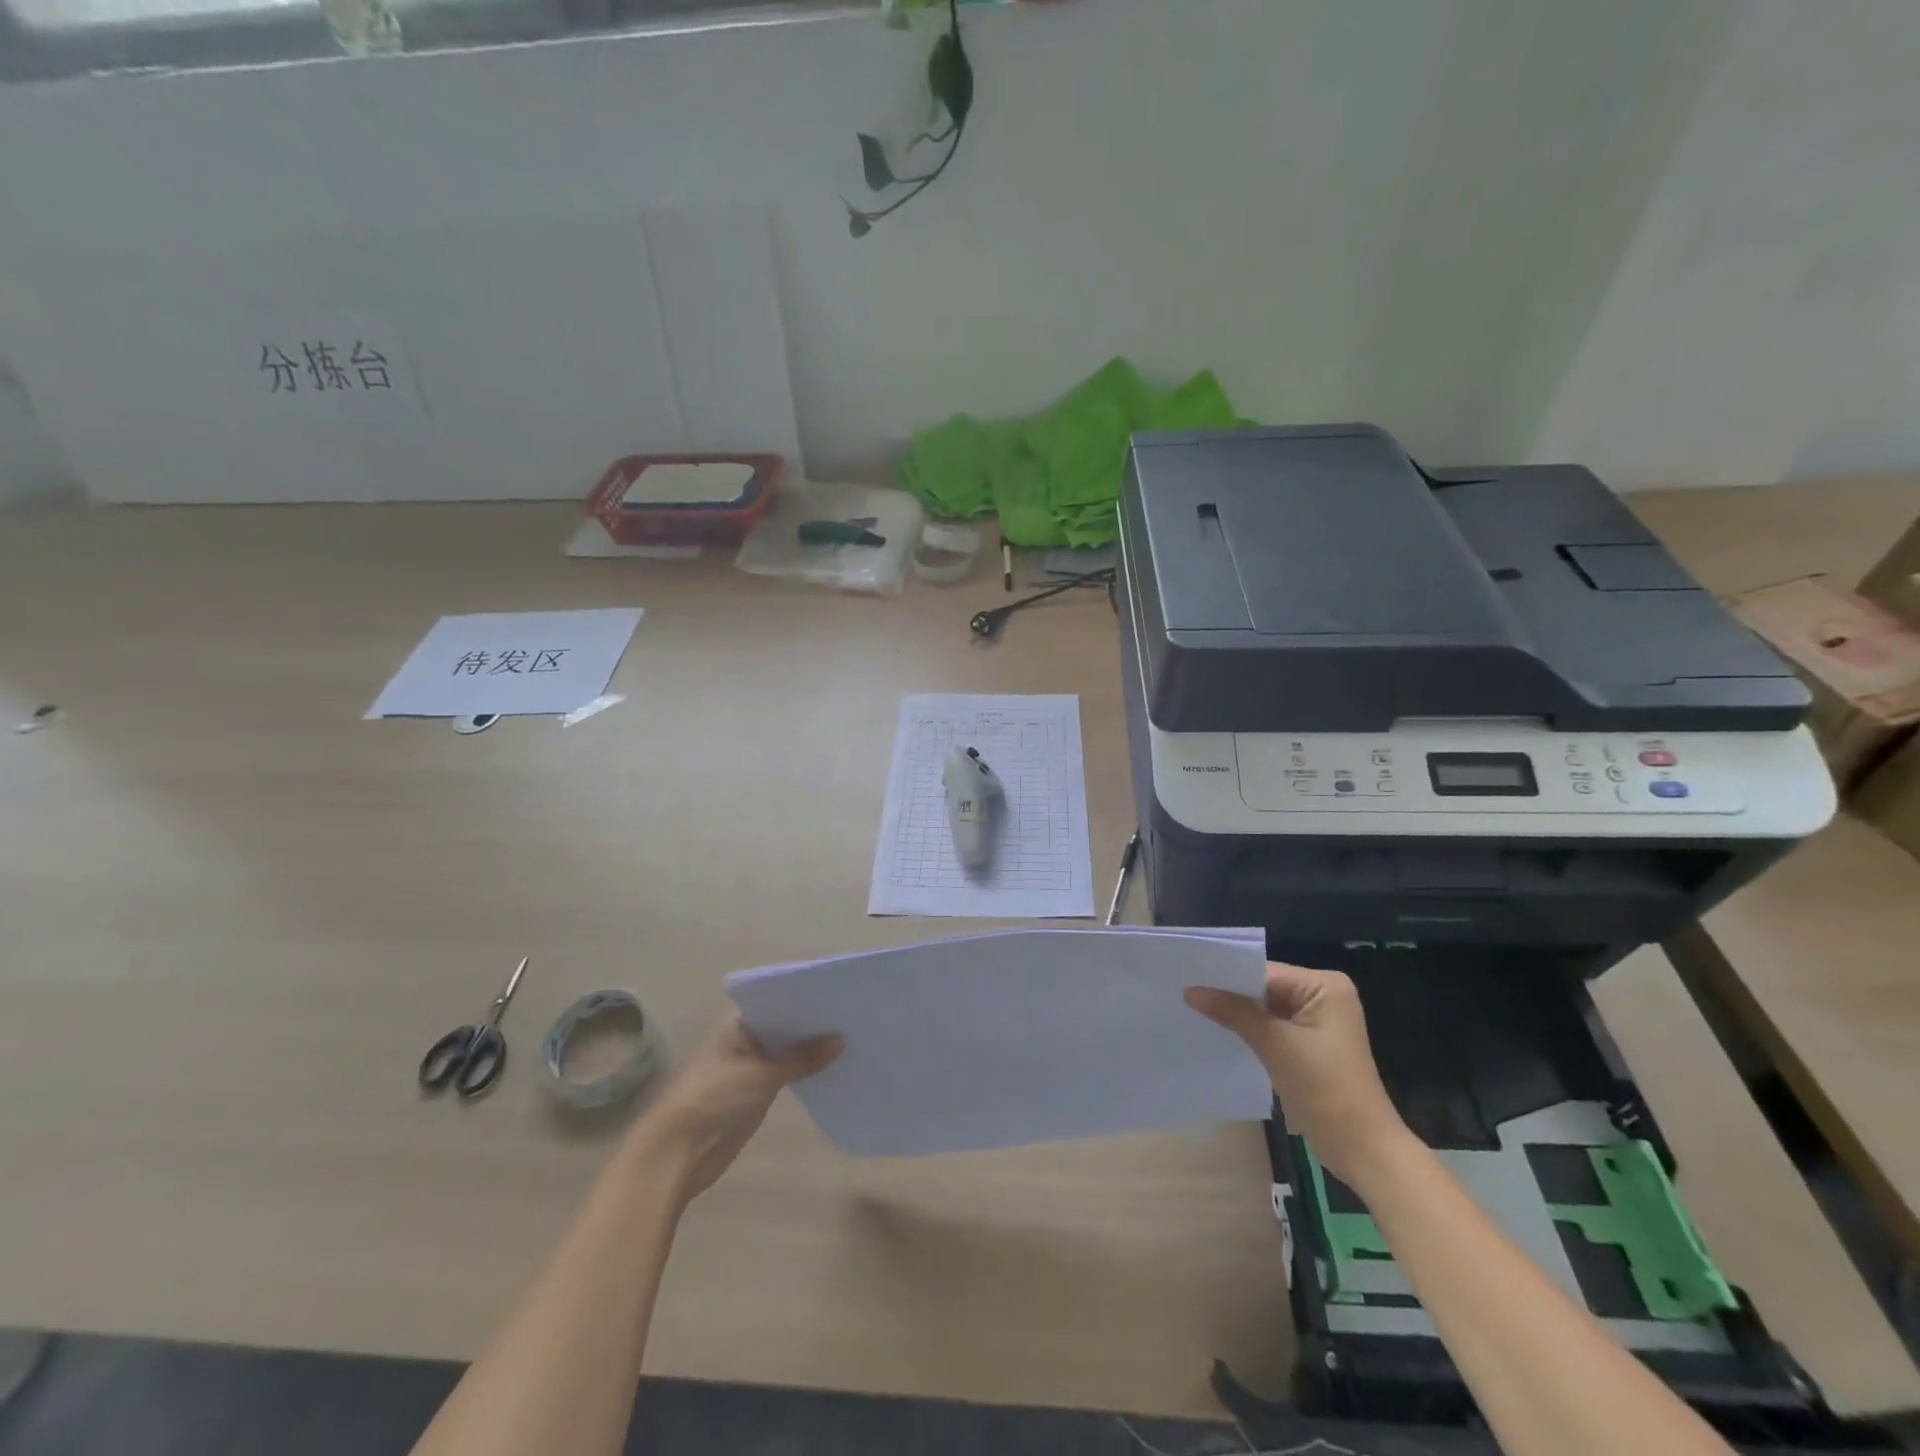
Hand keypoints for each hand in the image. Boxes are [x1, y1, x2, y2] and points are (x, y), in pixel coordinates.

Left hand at [636, 1014, 841, 1202]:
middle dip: (812, 1022)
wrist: (678, 1153)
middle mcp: (744, 1037)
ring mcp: (749, 1064)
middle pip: (783, 1023)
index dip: (805, 995)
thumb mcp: (762, 1075)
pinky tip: (833, 1065)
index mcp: (738, 1022)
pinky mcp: (754, 1090)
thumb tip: (841, 1040)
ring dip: (810, 1047)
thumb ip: (802, 1058)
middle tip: (852, 1012)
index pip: (777, 998)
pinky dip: (804, 1069)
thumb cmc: (714, 1099)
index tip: (838, 991)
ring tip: (851, 1035)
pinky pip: (785, 1072)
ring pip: (786, 1049)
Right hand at [1186, 962, 1409, 1184]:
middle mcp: (1324, 995)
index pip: (1265, 972)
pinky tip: (1220, 1033)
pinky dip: (1250, 1031)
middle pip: (1264, 988)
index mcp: (1325, 985)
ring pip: (1265, 1008)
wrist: (1362, 1149)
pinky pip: (1272, 1027)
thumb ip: (1233, 1012)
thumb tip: (1190, 990)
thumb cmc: (1325, 1088)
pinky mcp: (1310, 1045)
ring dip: (1237, 1014)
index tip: (1188, 978)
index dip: (1228, 977)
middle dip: (1230, 995)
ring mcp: (1318, 1021)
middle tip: (1184, 993)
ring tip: (1193, 1010)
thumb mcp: (1275, 1045)